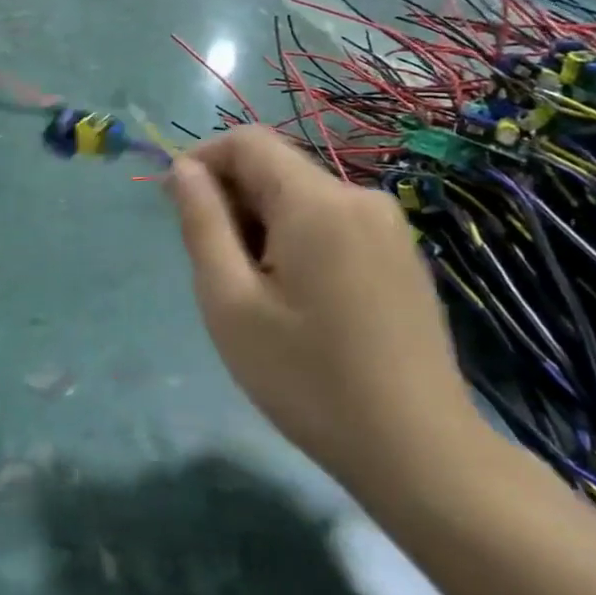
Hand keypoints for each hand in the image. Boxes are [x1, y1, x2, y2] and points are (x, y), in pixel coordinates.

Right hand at [166, 126, 480, 496]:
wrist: (419, 452)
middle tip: (215, 270)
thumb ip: (202, 223)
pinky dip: (297, 241)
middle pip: (276, 169)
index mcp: (318, 202)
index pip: (247, 142)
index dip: (202, 160)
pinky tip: (297, 301)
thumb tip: (184, 169)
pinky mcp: (402, 255)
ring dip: (262, 225)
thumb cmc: (308, 377)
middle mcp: (360, 198)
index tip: (177, 207)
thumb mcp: (230, 301)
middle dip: (232, 201)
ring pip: (302, 198)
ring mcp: (389, 227)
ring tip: (255, 293)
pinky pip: (332, 223)